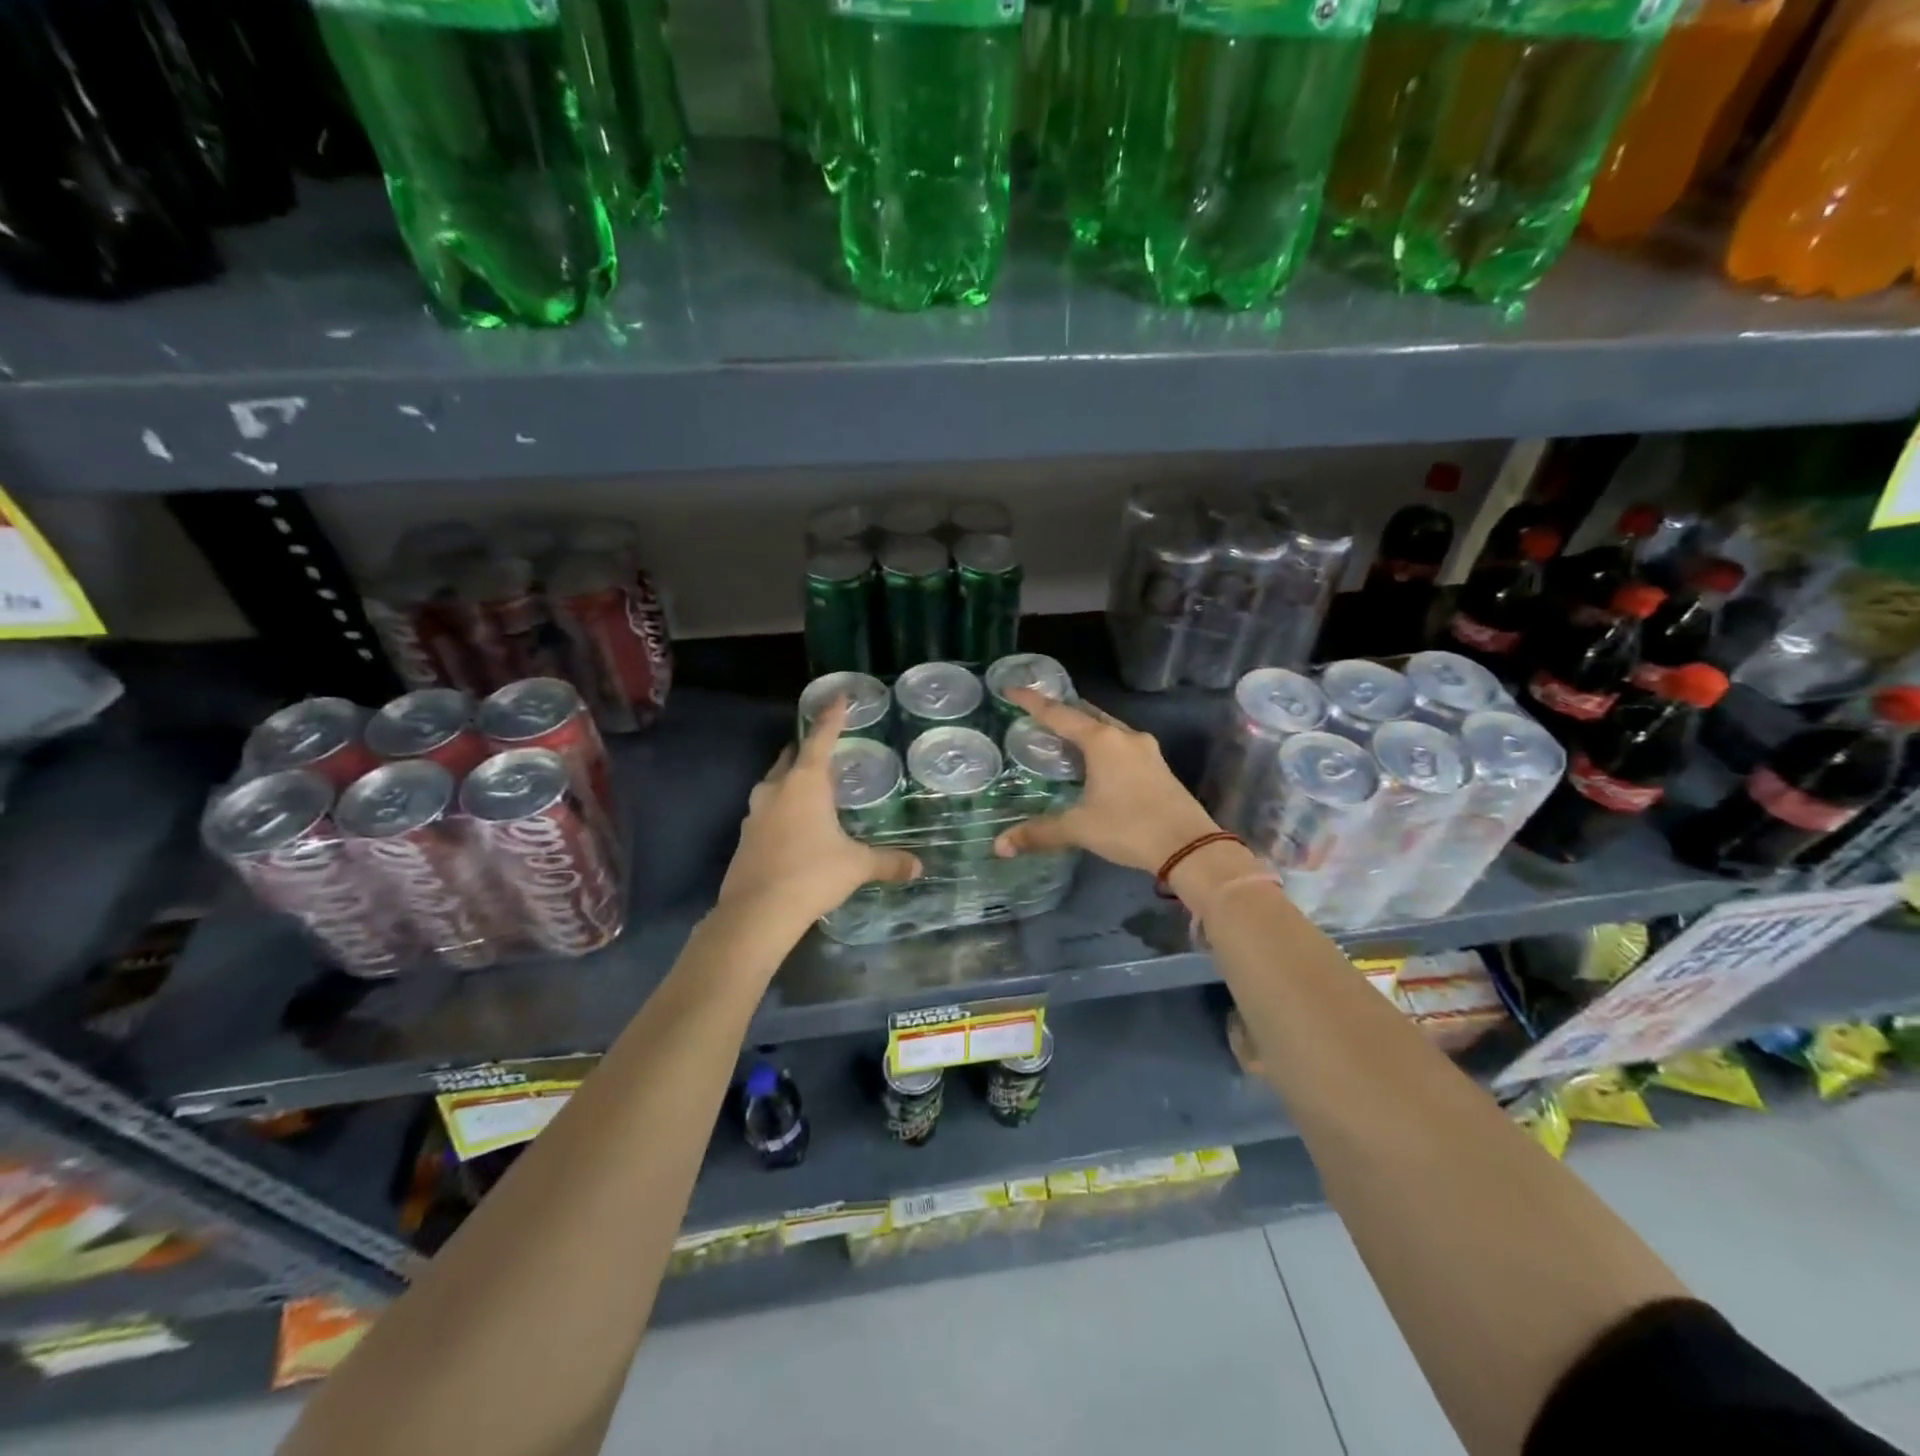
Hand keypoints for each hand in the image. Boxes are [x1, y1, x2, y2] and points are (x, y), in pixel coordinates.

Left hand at [716, 697, 919, 927]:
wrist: (756, 913)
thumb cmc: (812, 874)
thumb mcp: (856, 865)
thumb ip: (887, 861)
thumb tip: (919, 867)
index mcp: (805, 783)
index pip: (821, 738)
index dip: (832, 716)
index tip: (838, 695)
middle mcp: (776, 789)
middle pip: (792, 757)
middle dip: (808, 750)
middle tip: (827, 750)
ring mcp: (755, 812)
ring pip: (775, 784)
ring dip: (792, 781)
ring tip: (813, 789)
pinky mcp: (745, 837)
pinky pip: (767, 810)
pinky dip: (782, 809)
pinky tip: (795, 827)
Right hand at [992, 689, 1220, 874]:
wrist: (1190, 847)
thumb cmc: (1130, 827)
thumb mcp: (1079, 828)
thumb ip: (1039, 832)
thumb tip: (1000, 845)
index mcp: (1102, 741)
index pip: (1059, 714)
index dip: (1032, 702)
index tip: (1010, 689)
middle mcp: (1125, 737)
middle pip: (1086, 714)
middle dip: (1060, 712)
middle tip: (1035, 713)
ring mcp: (1146, 750)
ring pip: (1107, 728)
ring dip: (1083, 728)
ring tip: (1061, 736)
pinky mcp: (1157, 766)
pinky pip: (1121, 744)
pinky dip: (1100, 745)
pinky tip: (1093, 761)